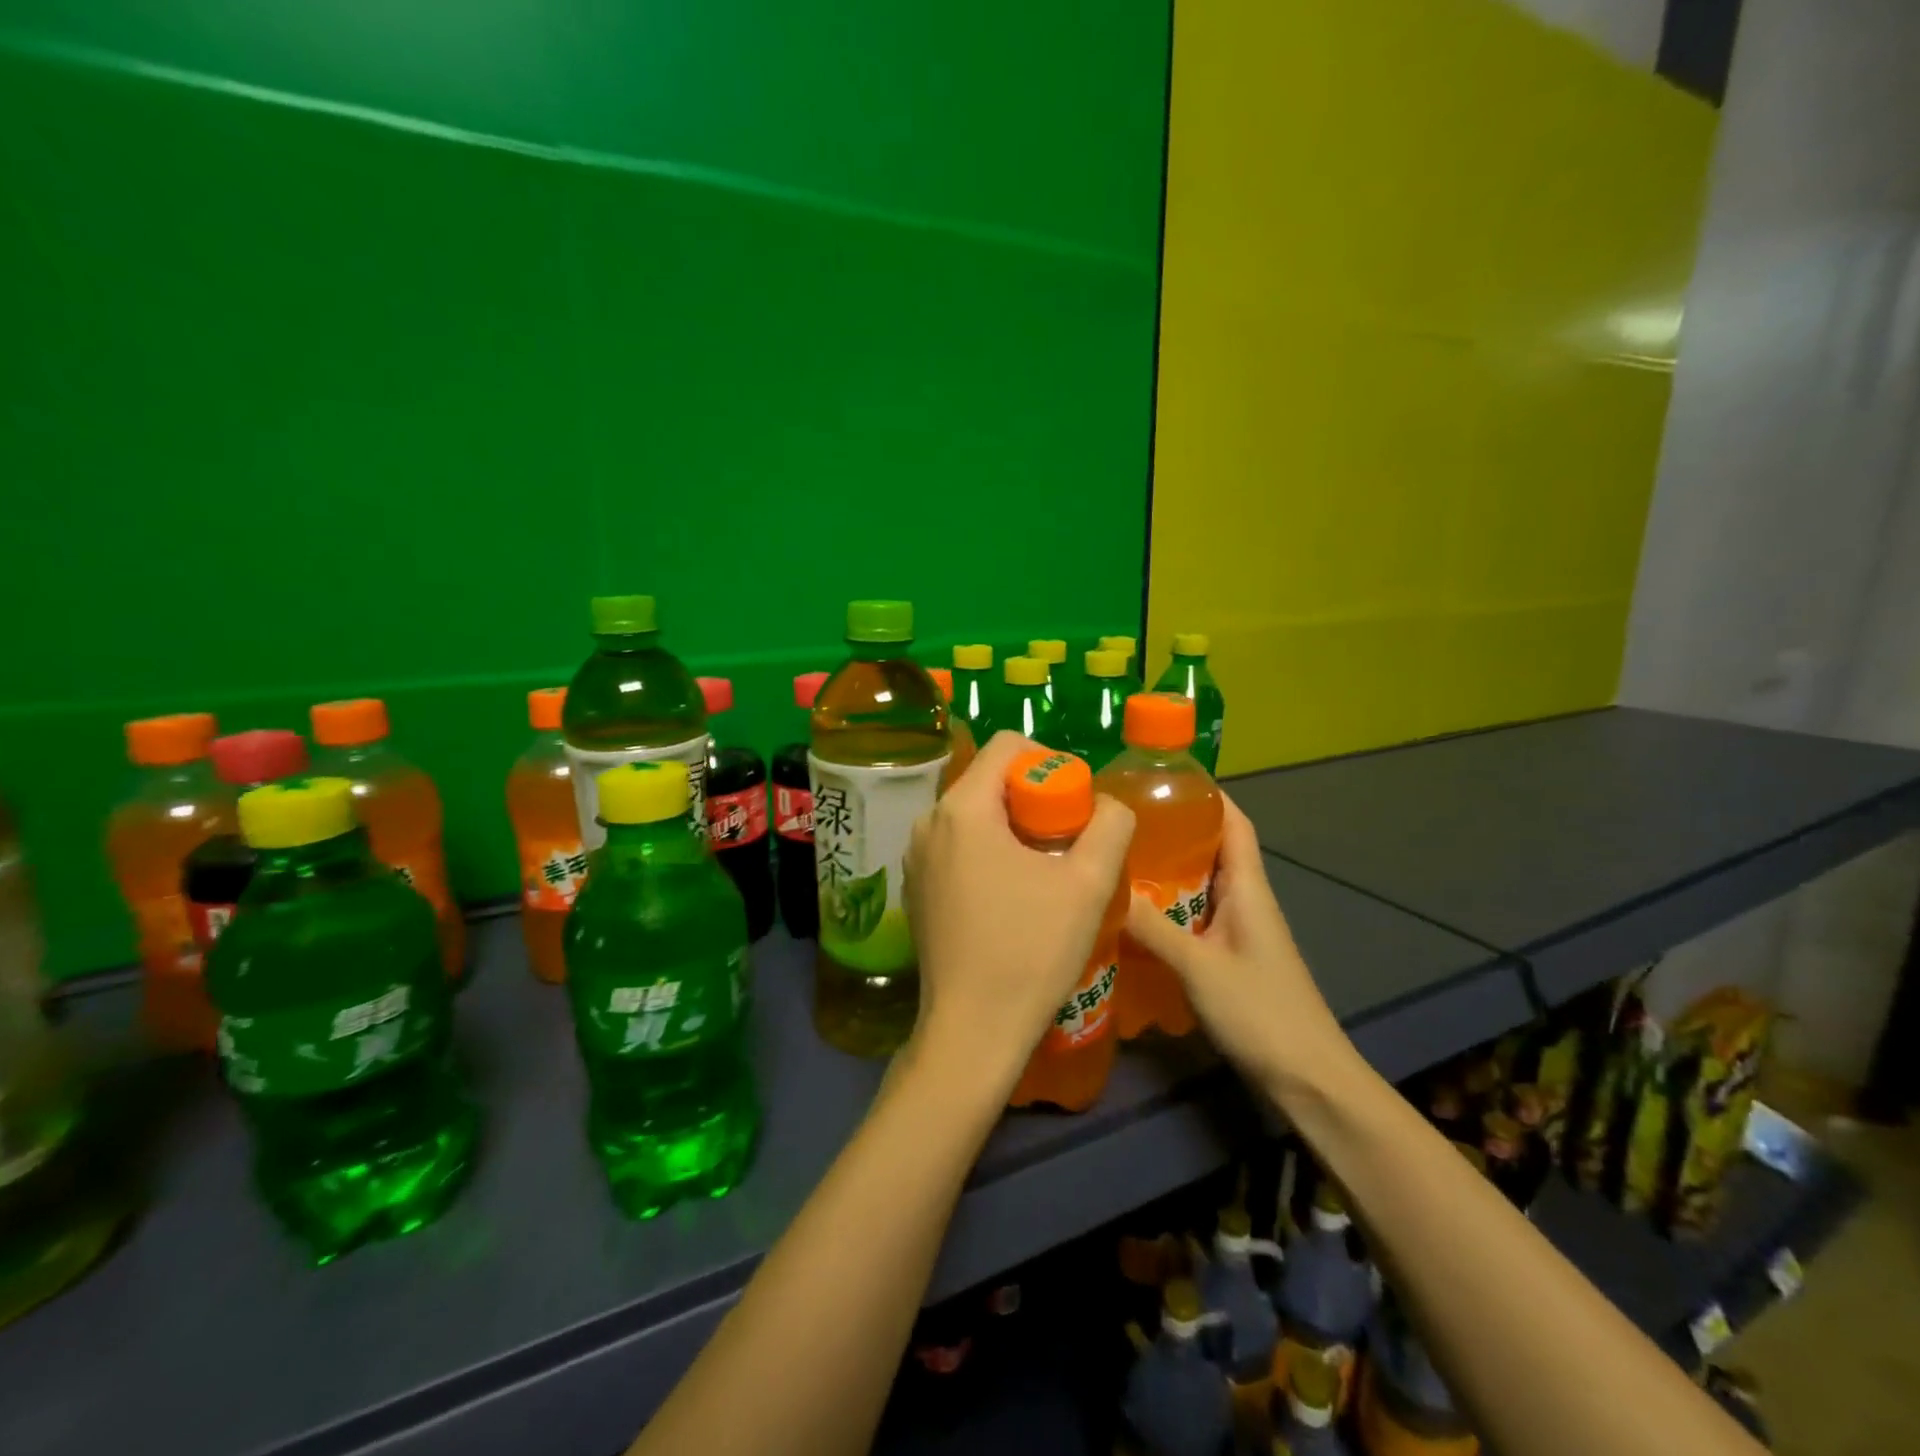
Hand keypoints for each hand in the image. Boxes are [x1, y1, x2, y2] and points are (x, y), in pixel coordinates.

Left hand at [904, 731, 1134, 1093]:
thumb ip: (1110, 826)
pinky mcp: (915, 887)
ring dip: (1012, 825)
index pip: (1007, 745)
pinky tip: (1011, 894)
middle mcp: (928, 822)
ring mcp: (915, 856)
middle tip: (1067, 838)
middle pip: (988, 779)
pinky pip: (956, 845)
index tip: (1074, 803)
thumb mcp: (1089, 884)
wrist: (972, 1030)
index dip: (1050, 761)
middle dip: (1033, 797)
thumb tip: (1106, 804)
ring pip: (972, 813)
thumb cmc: (1031, 951)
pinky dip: (987, 850)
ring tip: (1043, 868)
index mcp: (962, 808)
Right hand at [1123, 794, 1356, 1099]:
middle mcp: (1245, 899)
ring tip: (1116, 858)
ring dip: (1165, 870)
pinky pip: (1193, 916)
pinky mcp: (1228, 956)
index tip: (1160, 778)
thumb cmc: (1260, 1012)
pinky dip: (1166, 907)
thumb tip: (1107, 885)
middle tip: (1119, 820)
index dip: (1205, 794)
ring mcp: (1238, 930)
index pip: (1233, 822)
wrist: (1308, 1080)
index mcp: (1248, 887)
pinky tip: (1133, 915)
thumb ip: (1152, 926)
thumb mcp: (1198, 966)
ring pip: (1198, 884)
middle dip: (1171, 829)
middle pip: (1211, 848)